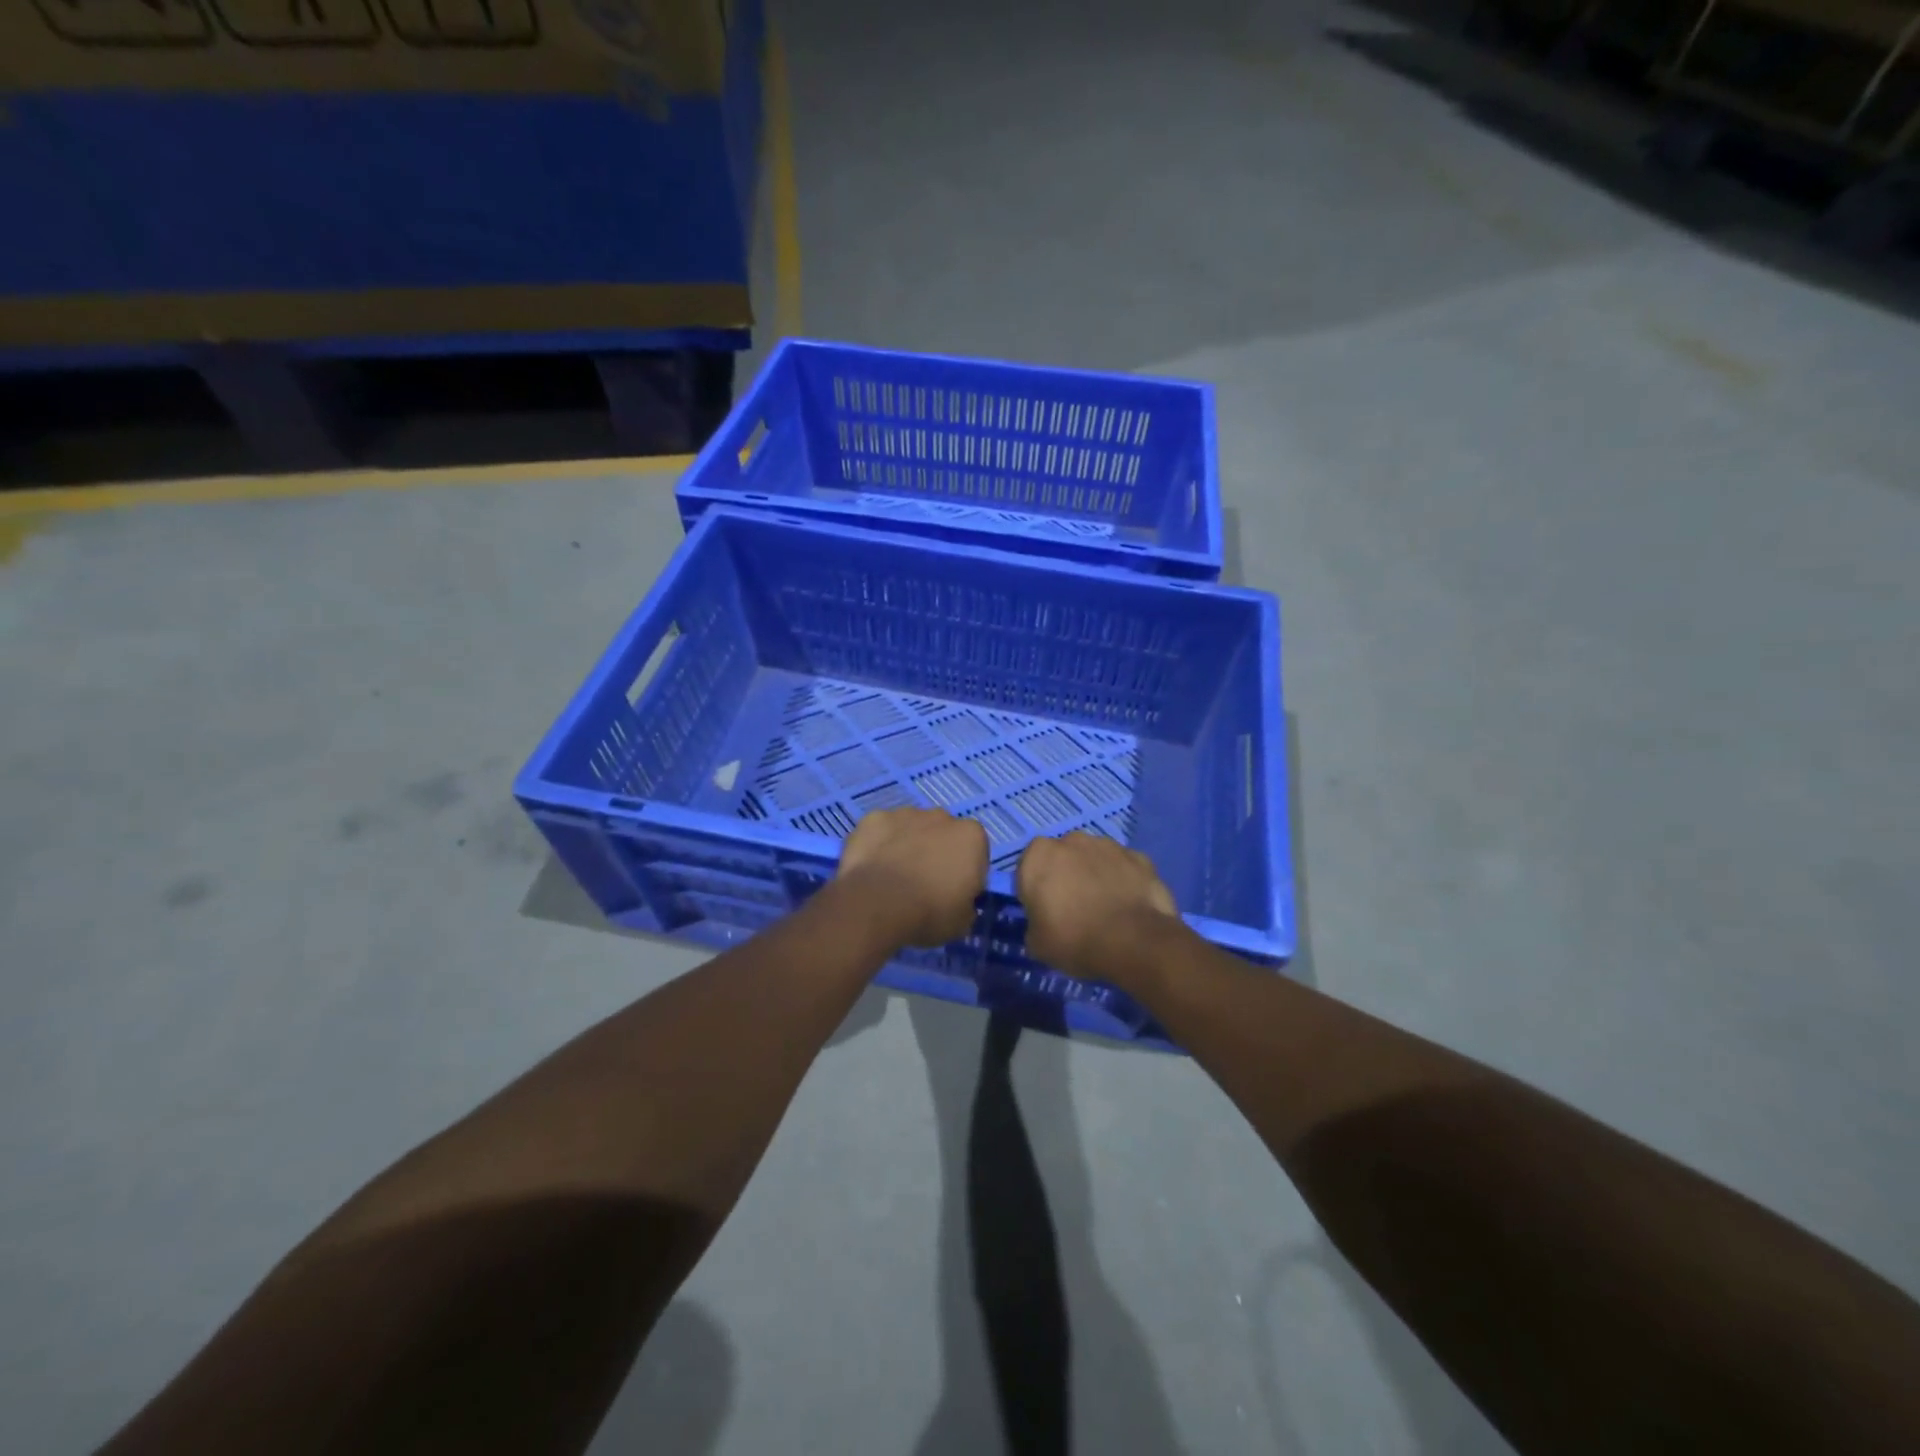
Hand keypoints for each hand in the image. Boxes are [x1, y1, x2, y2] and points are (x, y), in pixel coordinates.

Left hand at [836, 808, 988, 947]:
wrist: (877, 903)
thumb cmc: (929, 912)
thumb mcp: (961, 922)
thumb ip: (966, 905)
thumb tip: (960, 903)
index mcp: (971, 836)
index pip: (975, 854)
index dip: (965, 874)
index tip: (952, 894)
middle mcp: (942, 817)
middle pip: (943, 835)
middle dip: (936, 853)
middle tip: (922, 885)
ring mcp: (906, 814)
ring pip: (911, 829)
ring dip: (907, 846)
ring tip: (893, 878)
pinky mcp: (874, 818)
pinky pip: (881, 831)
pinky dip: (879, 844)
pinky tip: (872, 868)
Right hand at [1017, 833, 1179, 979]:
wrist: (1133, 941)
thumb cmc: (1074, 939)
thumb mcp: (1037, 944)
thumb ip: (1035, 925)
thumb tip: (1043, 925)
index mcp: (1039, 855)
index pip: (1029, 869)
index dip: (1036, 891)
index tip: (1045, 913)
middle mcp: (1072, 840)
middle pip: (1063, 858)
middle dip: (1066, 876)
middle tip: (1074, 910)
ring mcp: (1109, 845)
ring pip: (1095, 859)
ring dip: (1095, 875)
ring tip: (1105, 909)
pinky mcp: (1139, 857)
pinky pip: (1123, 868)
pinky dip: (1124, 881)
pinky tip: (1128, 906)